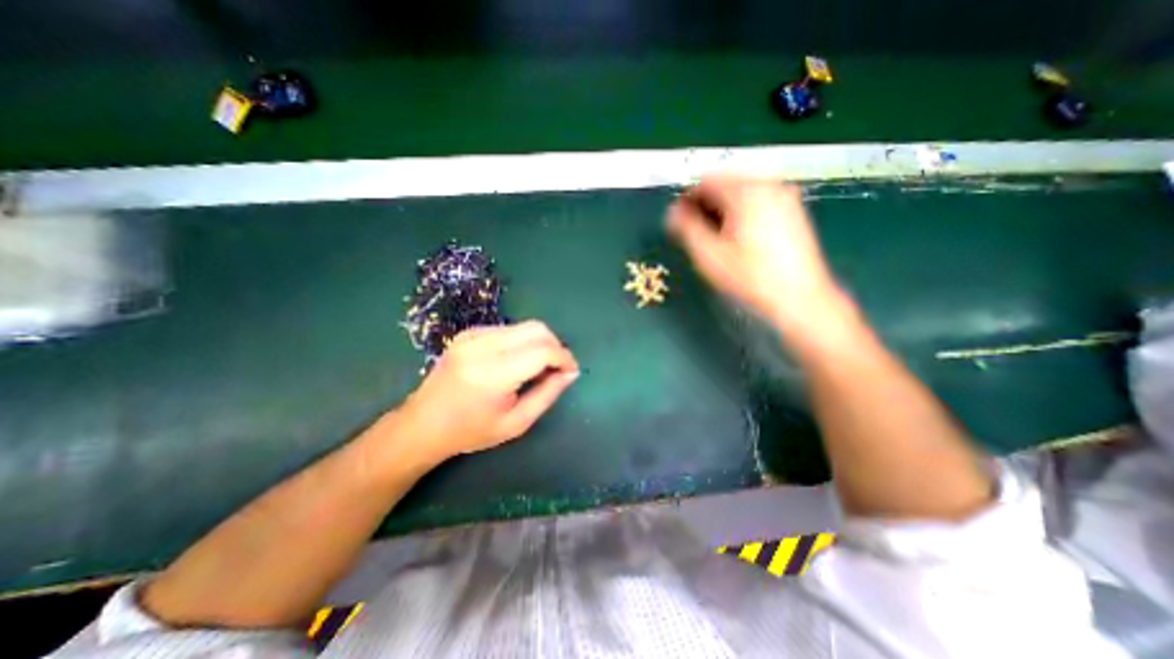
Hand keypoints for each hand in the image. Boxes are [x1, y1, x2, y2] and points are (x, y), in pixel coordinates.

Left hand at [394, 321, 575, 465]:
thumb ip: (548, 394)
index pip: (542, 350)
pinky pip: (509, 329)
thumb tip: (570, 373)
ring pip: (524, 326)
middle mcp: (482, 346)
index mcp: (493, 373)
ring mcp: (473, 335)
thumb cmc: (471, 431)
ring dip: (540, 343)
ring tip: (538, 367)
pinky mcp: (469, 332)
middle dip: (556, 346)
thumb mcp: (516, 422)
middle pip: (536, 329)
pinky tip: (517, 361)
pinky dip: (523, 341)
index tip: (571, 372)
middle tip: (558, 368)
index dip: (564, 357)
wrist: (422, 424)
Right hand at [665, 175, 848, 339]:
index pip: (706, 181)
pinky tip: (739, 236)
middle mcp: (768, 185)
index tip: (679, 220)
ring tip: (717, 236)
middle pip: (725, 183)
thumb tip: (673, 211)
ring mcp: (785, 196)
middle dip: (706, 203)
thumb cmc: (750, 277)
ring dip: (723, 208)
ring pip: (742, 191)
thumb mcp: (709, 255)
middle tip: (698, 231)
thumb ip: (686, 228)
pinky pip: (758, 200)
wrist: (799, 296)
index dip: (688, 198)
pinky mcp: (793, 210)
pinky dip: (742, 211)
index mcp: (745, 192)